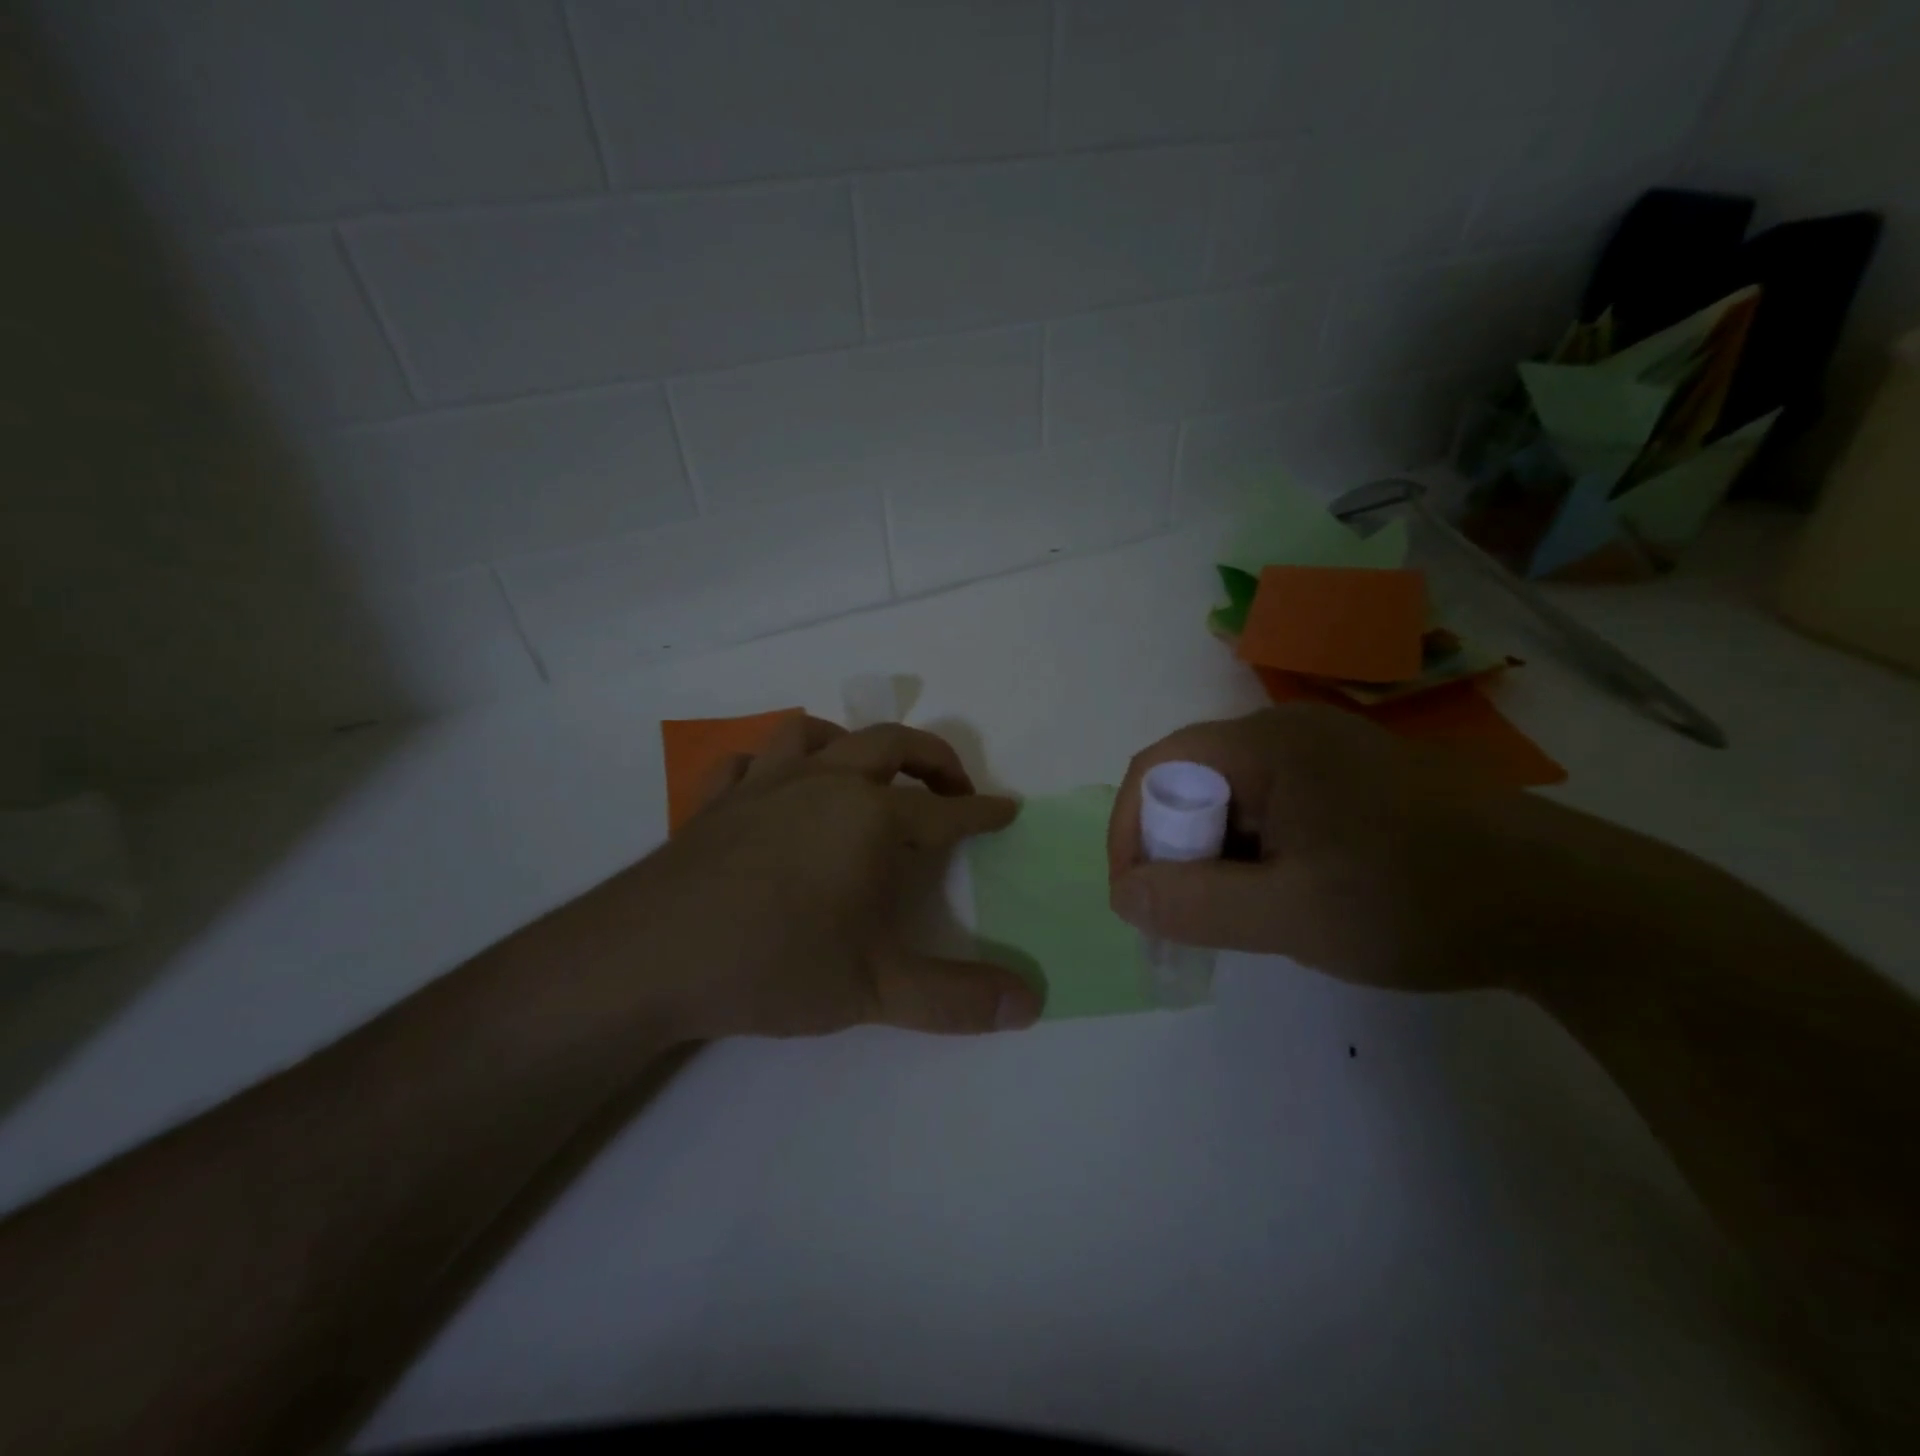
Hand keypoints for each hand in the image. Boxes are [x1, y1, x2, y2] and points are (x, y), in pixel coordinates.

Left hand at [582, 716, 1041, 1040]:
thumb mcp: (875, 990)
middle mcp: (824, 783)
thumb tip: (1031, 1004)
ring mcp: (764, 784)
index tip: (1009, 810)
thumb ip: (956, 999)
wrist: (649, 957)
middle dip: (934, 759)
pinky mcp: (715, 800)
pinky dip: (771, 764)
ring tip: (866, 772)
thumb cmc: (774, 964)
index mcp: (871, 818)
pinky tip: (773, 788)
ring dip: (852, 743)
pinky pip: (748, 761)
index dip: (984, 812)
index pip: (946, 811)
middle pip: (892, 743)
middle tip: (955, 787)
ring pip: (816, 733)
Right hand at [1107, 705, 1598, 991]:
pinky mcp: (1353, 777)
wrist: (1572, 906)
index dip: (1130, 829)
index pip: (1158, 766)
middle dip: (1174, 847)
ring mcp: (1326, 751)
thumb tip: (1123, 895)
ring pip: (1233, 796)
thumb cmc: (1420, 901)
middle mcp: (1289, 731)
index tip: (1137, 899)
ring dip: (1216, 852)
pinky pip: (1273, 805)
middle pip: (1193, 779)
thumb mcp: (1293, 916)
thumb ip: (1195, 905)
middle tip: (1188, 915)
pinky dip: (1256, 849)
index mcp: (1268, 744)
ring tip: (1241, 913)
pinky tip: (1286, 893)